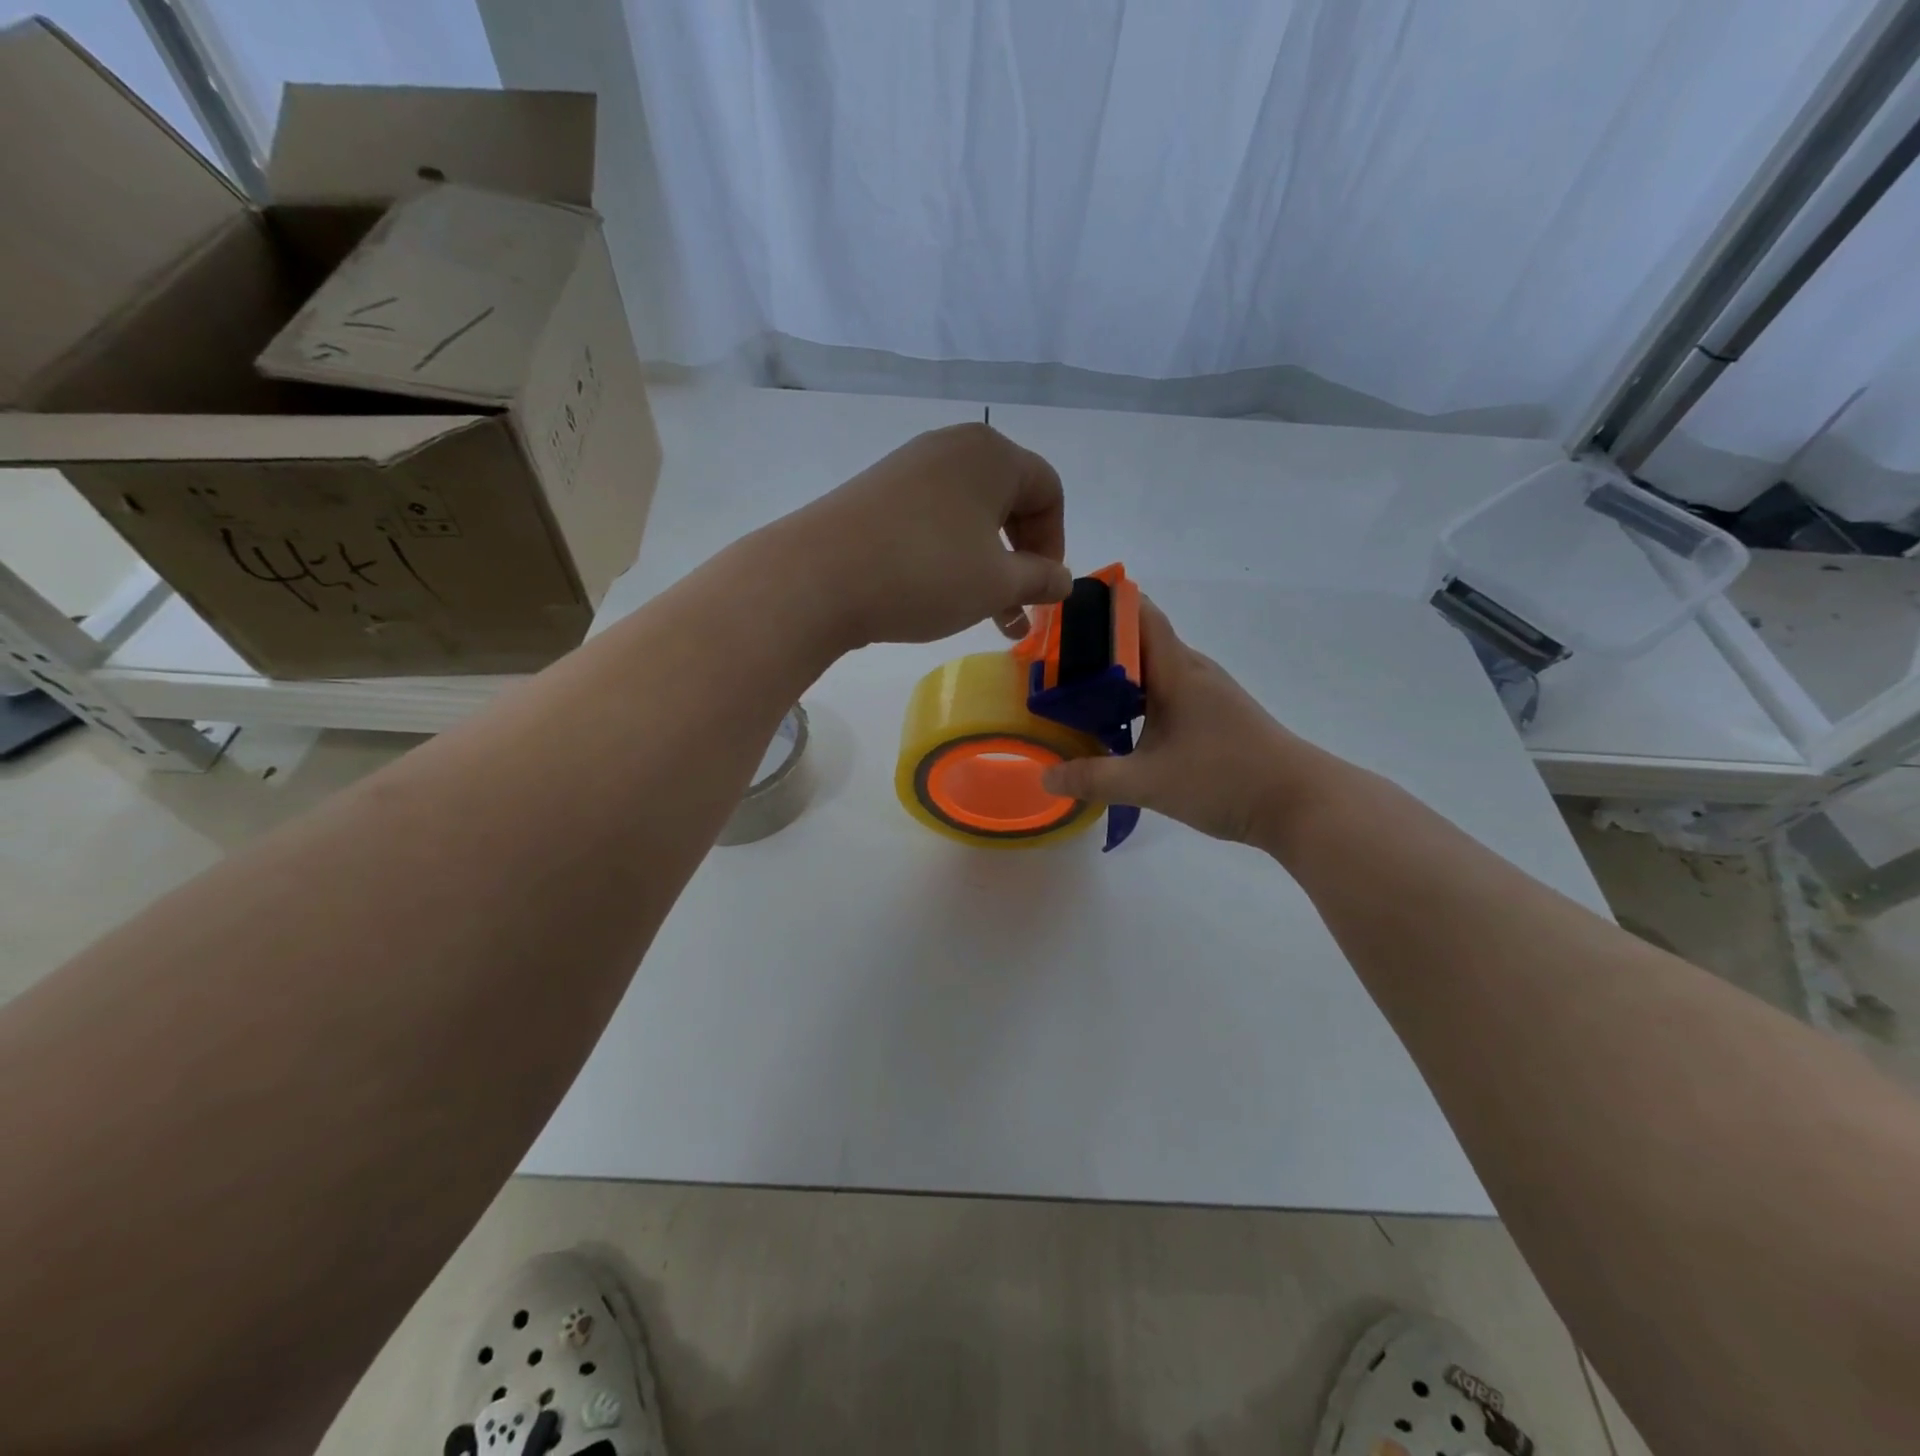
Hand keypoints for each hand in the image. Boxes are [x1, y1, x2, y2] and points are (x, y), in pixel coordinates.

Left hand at [782, 423, 1073, 646]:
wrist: (818, 577)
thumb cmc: (925, 573)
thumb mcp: (996, 583)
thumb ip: (1040, 579)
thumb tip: (1063, 580)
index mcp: (992, 454)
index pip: (1048, 491)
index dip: (1055, 544)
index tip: (1043, 590)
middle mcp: (952, 448)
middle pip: (1009, 501)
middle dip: (1020, 559)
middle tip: (1016, 608)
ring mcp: (909, 467)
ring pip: (969, 517)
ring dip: (986, 566)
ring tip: (985, 615)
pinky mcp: (877, 493)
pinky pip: (933, 520)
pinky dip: (949, 556)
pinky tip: (940, 594)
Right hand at [1040, 598, 1337, 847]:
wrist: (1298, 803)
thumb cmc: (1224, 779)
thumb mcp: (1148, 783)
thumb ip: (1093, 779)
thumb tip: (1045, 776)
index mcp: (1177, 670)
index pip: (1139, 613)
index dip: (1102, 604)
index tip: (1061, 612)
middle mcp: (1192, 671)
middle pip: (1138, 641)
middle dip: (1095, 647)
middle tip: (1050, 664)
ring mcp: (1206, 693)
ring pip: (1152, 670)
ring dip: (1116, 677)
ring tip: (1074, 695)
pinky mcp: (1214, 716)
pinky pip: (1166, 693)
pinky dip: (1136, 700)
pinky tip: (1118, 727)